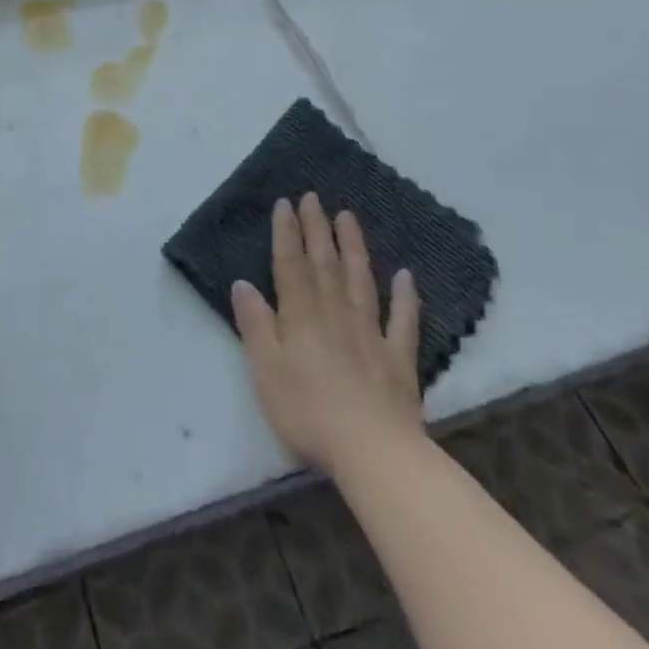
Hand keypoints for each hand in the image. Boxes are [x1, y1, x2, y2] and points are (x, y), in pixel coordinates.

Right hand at [232, 194, 423, 478]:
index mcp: (300, 315)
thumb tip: (243, 283)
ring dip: (353, 247)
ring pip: (360, 280)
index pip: (290, 264)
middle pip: (324, 263)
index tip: (285, 203)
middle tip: (313, 196)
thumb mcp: (265, 369)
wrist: (372, 452)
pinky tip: (406, 276)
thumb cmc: (307, 411)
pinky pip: (403, 321)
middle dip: (316, 228)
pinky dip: (405, 297)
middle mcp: (334, 313)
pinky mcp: (398, 359)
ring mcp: (370, 333)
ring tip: (348, 217)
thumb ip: (255, 324)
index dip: (286, 233)